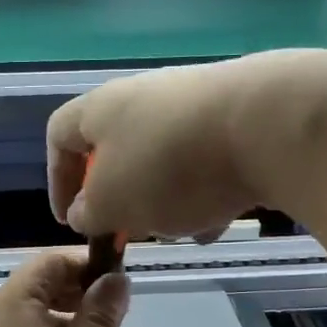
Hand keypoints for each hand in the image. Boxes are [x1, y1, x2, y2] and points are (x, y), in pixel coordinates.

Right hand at [46, 51, 326, 239]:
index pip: (60, 135)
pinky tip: (220, 220)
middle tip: (131, 230)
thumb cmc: (169, 166)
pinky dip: (206, 192)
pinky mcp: (238, 117)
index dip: (57, 180)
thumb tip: (85, 211)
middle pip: (118, 150)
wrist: (268, 126)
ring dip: (166, 200)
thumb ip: (89, 212)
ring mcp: (195, 103)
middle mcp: (145, 97)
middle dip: (123, 197)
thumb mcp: (111, 203)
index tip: (69, 219)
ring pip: (165, 160)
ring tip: (182, 229)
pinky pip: (208, 161)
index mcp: (102, 109)